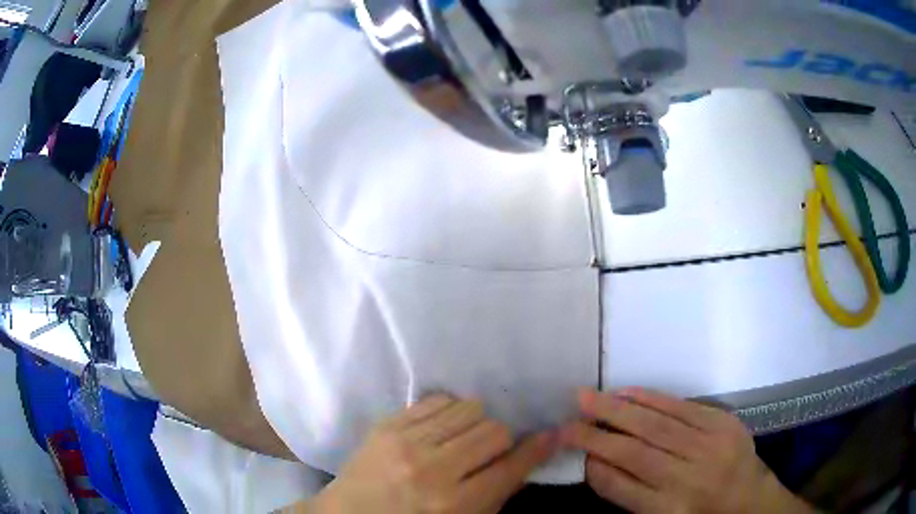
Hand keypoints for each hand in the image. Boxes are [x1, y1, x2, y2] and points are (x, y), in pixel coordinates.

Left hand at [309, 395, 556, 513]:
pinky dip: (449, 412)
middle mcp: (432, 469)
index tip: (551, 435)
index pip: (511, 467)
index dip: (537, 449)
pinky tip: (441, 429)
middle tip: (491, 450)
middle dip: (502, 439)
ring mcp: (405, 442)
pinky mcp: (386, 424)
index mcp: (453, 504)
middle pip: (493, 430)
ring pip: (469, 409)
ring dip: (475, 423)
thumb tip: (526, 459)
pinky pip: (437, 400)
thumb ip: (496, 495)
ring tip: (464, 438)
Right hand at [561, 388, 813, 513]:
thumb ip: (629, 495)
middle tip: (567, 419)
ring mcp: (710, 447)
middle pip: (637, 453)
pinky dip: (651, 399)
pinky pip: (682, 407)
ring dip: (619, 410)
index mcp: (671, 510)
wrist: (747, 497)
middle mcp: (690, 479)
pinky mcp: (723, 423)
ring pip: (657, 425)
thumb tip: (595, 462)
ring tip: (588, 398)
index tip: (568, 447)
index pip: (622, 488)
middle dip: (597, 434)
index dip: (593, 465)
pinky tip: (627, 392)